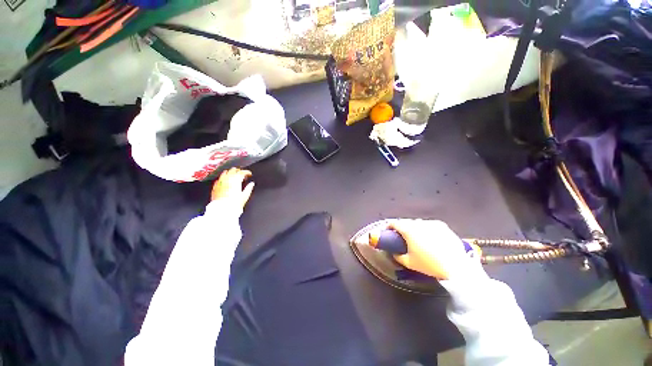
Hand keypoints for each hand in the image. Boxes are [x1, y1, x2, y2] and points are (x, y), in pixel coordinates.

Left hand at [211, 168, 254, 210]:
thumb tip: (252, 184)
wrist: (222, 210)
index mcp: (236, 181)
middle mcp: (227, 180)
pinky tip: (225, 181)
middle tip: (242, 174)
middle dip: (239, 171)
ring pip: (225, 172)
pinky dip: (223, 178)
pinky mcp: (215, 187)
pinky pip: (219, 179)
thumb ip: (249, 188)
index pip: (242, 172)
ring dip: (231, 172)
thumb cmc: (234, 204)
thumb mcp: (245, 196)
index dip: (247, 172)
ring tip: (234, 175)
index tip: (249, 174)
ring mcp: (220, 182)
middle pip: (233, 170)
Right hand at [389, 219, 476, 280]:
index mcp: (409, 230)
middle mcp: (419, 223)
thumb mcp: (409, 263)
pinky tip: (429, 237)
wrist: (456, 267)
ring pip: (417, 223)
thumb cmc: (429, 265)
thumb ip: (398, 256)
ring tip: (416, 237)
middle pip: (406, 222)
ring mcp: (431, 223)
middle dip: (401, 227)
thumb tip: (394, 252)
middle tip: (401, 236)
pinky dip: (425, 229)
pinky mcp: (442, 225)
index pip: (394, 223)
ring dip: (413, 228)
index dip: (389, 226)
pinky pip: (429, 225)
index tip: (387, 231)